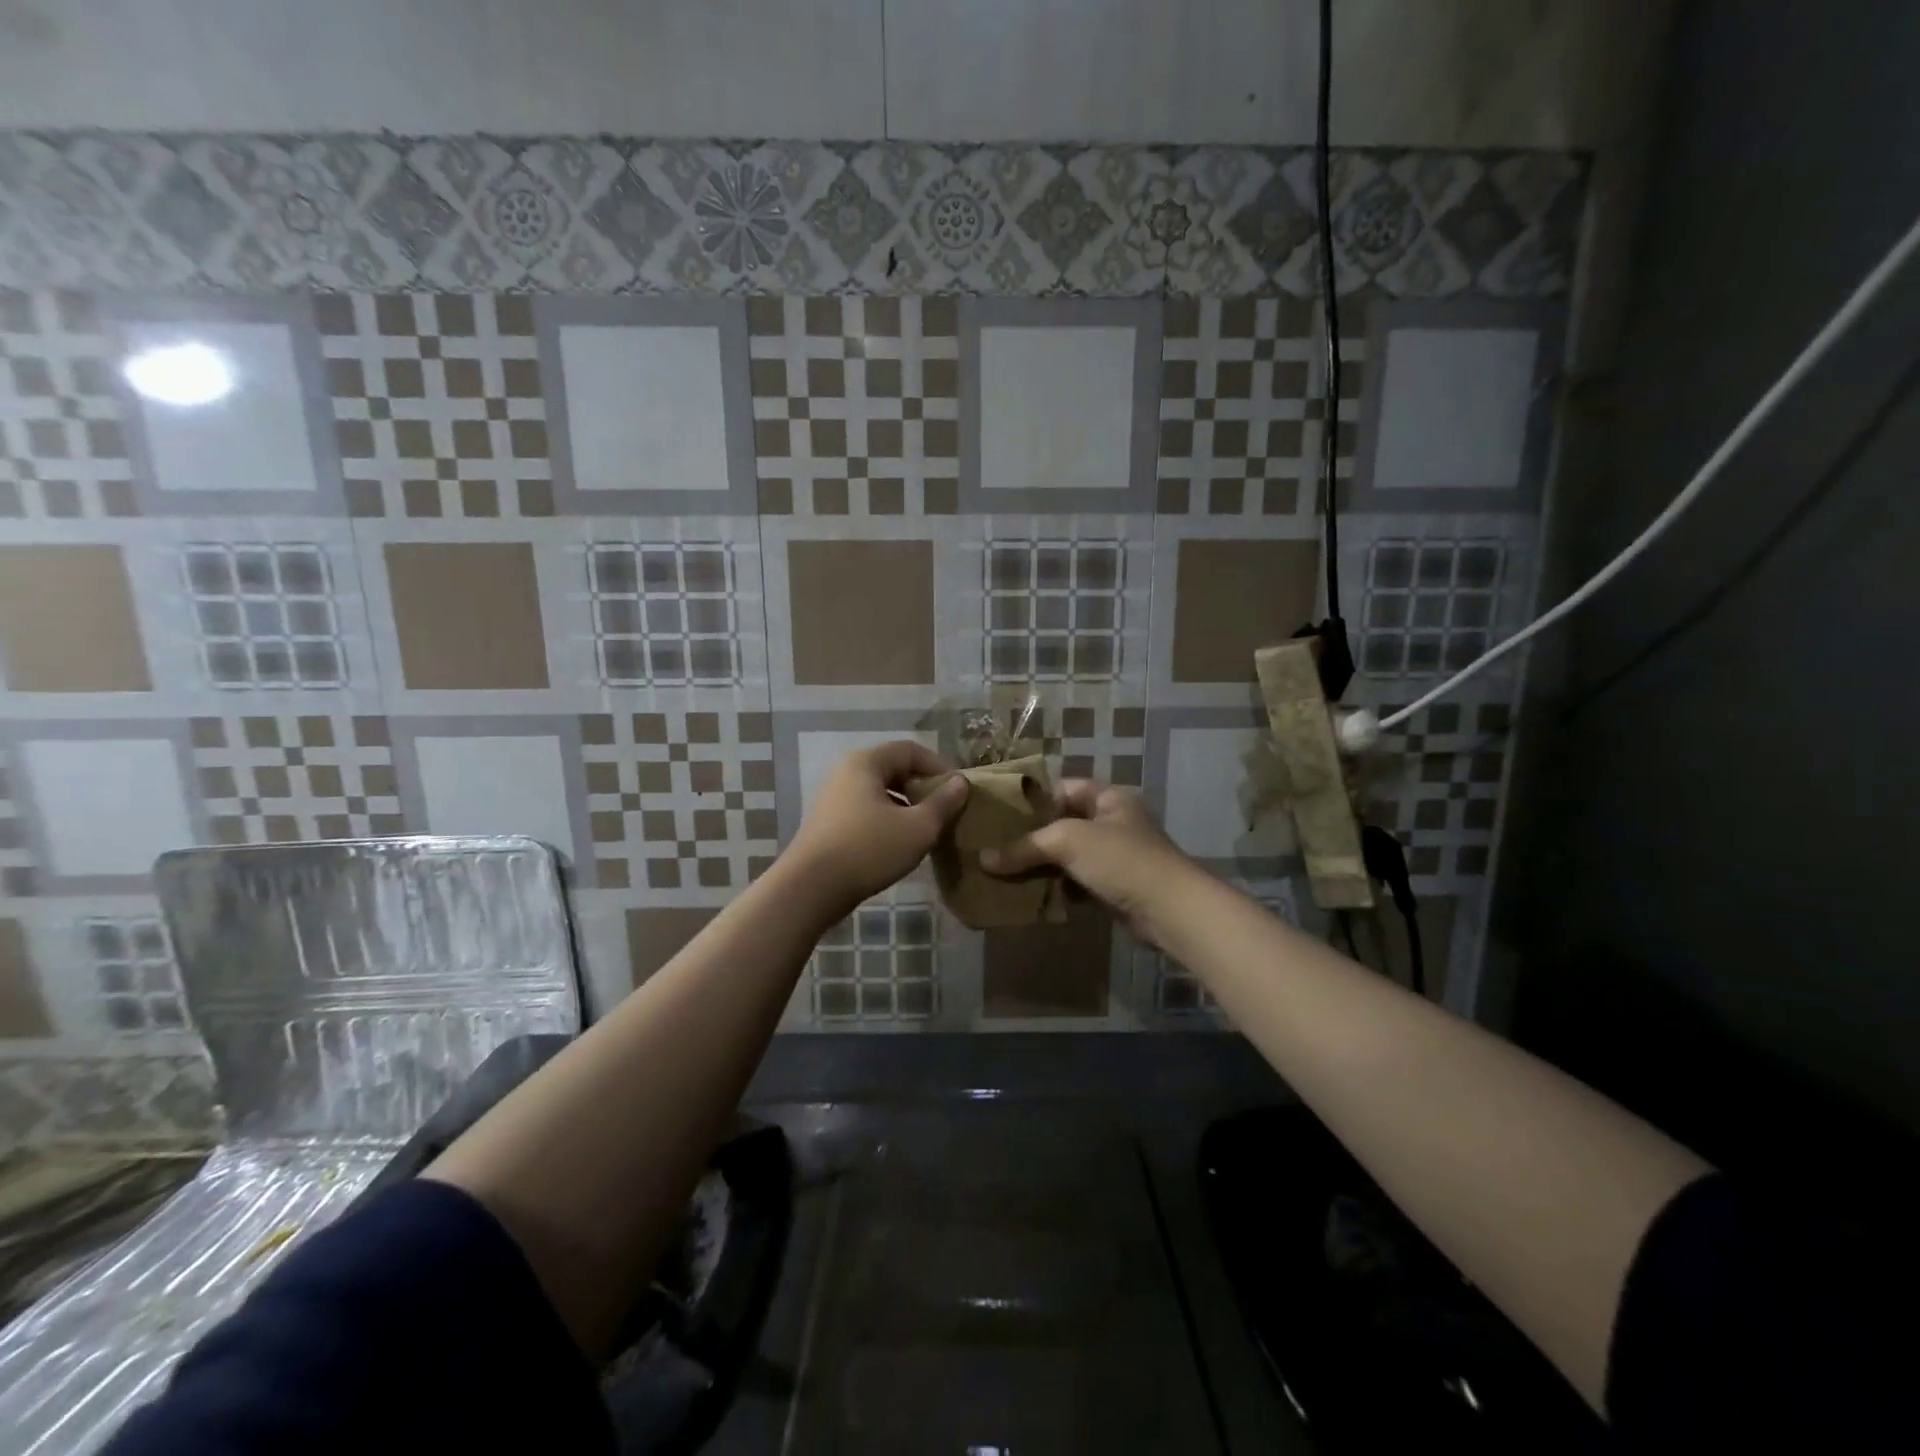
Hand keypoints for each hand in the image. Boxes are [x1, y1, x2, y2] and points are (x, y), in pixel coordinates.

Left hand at [785, 742, 968, 920]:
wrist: (810, 889)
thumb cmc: (868, 850)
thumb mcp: (918, 827)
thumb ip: (943, 803)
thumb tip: (961, 782)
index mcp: (866, 762)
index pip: (911, 750)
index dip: (939, 767)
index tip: (959, 792)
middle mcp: (846, 772)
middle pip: (894, 769)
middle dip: (923, 787)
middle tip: (946, 810)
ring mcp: (834, 798)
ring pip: (881, 792)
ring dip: (907, 806)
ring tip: (928, 829)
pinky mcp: (829, 823)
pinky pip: (867, 810)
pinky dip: (889, 819)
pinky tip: (901, 843)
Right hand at [980, 779, 1196, 942]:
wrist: (1168, 909)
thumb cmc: (1120, 859)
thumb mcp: (1067, 841)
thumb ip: (1025, 846)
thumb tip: (983, 858)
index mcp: (1108, 798)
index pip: (1064, 788)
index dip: (1035, 798)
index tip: (1002, 813)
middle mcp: (1112, 822)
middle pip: (1063, 823)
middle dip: (1032, 837)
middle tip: (995, 846)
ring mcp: (1114, 856)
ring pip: (1068, 856)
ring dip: (1042, 865)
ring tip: (1004, 871)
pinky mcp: (1112, 886)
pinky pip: (1076, 881)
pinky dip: (1056, 888)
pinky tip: (1030, 895)